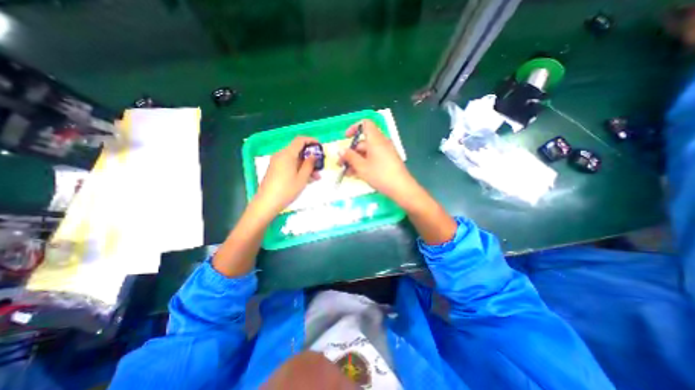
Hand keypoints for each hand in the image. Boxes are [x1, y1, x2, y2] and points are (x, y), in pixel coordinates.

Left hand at [254, 137, 316, 215]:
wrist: (266, 203)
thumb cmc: (286, 190)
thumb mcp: (302, 178)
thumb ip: (309, 164)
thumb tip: (314, 155)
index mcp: (287, 154)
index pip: (300, 140)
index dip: (311, 140)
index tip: (320, 147)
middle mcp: (281, 155)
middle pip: (298, 150)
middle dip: (310, 157)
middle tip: (320, 166)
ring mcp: (277, 162)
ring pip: (295, 159)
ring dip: (306, 165)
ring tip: (316, 177)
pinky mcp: (275, 169)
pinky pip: (289, 165)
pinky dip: (299, 169)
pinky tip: (306, 179)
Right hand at [339, 120, 413, 202]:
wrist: (401, 188)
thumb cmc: (380, 175)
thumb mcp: (362, 167)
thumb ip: (350, 157)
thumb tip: (340, 150)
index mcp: (376, 139)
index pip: (365, 124)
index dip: (354, 128)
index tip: (346, 138)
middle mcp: (381, 143)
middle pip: (363, 142)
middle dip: (350, 152)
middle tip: (341, 164)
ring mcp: (385, 153)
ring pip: (367, 153)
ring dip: (355, 161)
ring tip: (346, 173)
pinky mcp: (387, 161)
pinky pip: (373, 158)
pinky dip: (364, 164)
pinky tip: (356, 175)